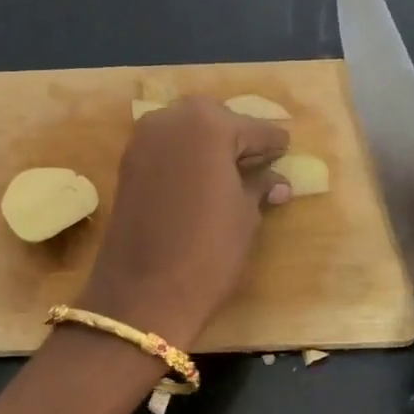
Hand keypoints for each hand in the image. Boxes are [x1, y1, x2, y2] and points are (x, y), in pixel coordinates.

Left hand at [75, 97, 289, 343]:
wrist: (142, 294)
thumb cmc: (208, 252)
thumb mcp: (245, 218)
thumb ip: (259, 187)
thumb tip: (278, 181)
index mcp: (209, 125)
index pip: (254, 128)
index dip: (274, 143)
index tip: (286, 149)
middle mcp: (171, 120)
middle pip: (215, 121)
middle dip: (237, 137)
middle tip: (257, 162)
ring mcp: (142, 140)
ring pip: (186, 131)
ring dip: (208, 145)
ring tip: (229, 173)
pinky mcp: (126, 164)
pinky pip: (165, 148)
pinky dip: (184, 157)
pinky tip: (200, 180)